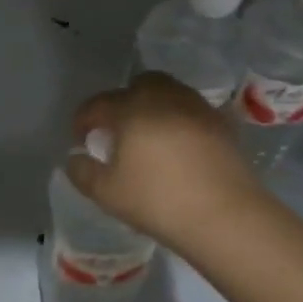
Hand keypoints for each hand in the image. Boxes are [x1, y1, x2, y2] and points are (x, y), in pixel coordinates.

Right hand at [65, 72, 269, 251]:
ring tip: (148, 137)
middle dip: (123, 101)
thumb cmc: (158, 200)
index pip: (98, 104)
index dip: (83, 120)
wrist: (226, 216)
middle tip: (117, 130)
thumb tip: (76, 157)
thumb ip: (82, 171)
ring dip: (153, 107)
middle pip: (139, 85)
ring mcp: (197, 108)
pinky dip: (179, 120)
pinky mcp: (222, 124)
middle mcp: (164, 98)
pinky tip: (176, 147)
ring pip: (169, 93)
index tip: (81, 141)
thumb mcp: (106, 193)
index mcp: (131, 108)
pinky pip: (192, 111)